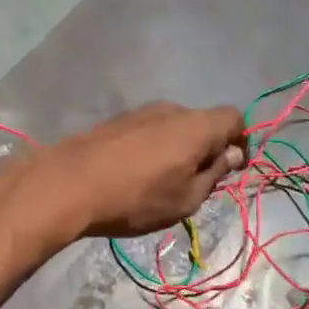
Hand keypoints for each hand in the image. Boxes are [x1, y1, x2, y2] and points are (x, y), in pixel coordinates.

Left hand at [25, 103, 246, 241]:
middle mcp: (170, 110)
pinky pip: (147, 132)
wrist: (68, 185)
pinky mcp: (114, 122)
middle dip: (206, 148)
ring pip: (172, 127)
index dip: (240, 141)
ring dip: (177, 149)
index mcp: (196, 125)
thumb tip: (230, 154)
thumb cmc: (136, 198)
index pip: (233, 118)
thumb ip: (214, 174)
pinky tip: (135, 175)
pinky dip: (152, 149)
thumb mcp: (186, 199)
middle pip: (201, 122)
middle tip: (197, 183)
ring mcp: (139, 112)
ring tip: (162, 183)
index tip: (232, 168)